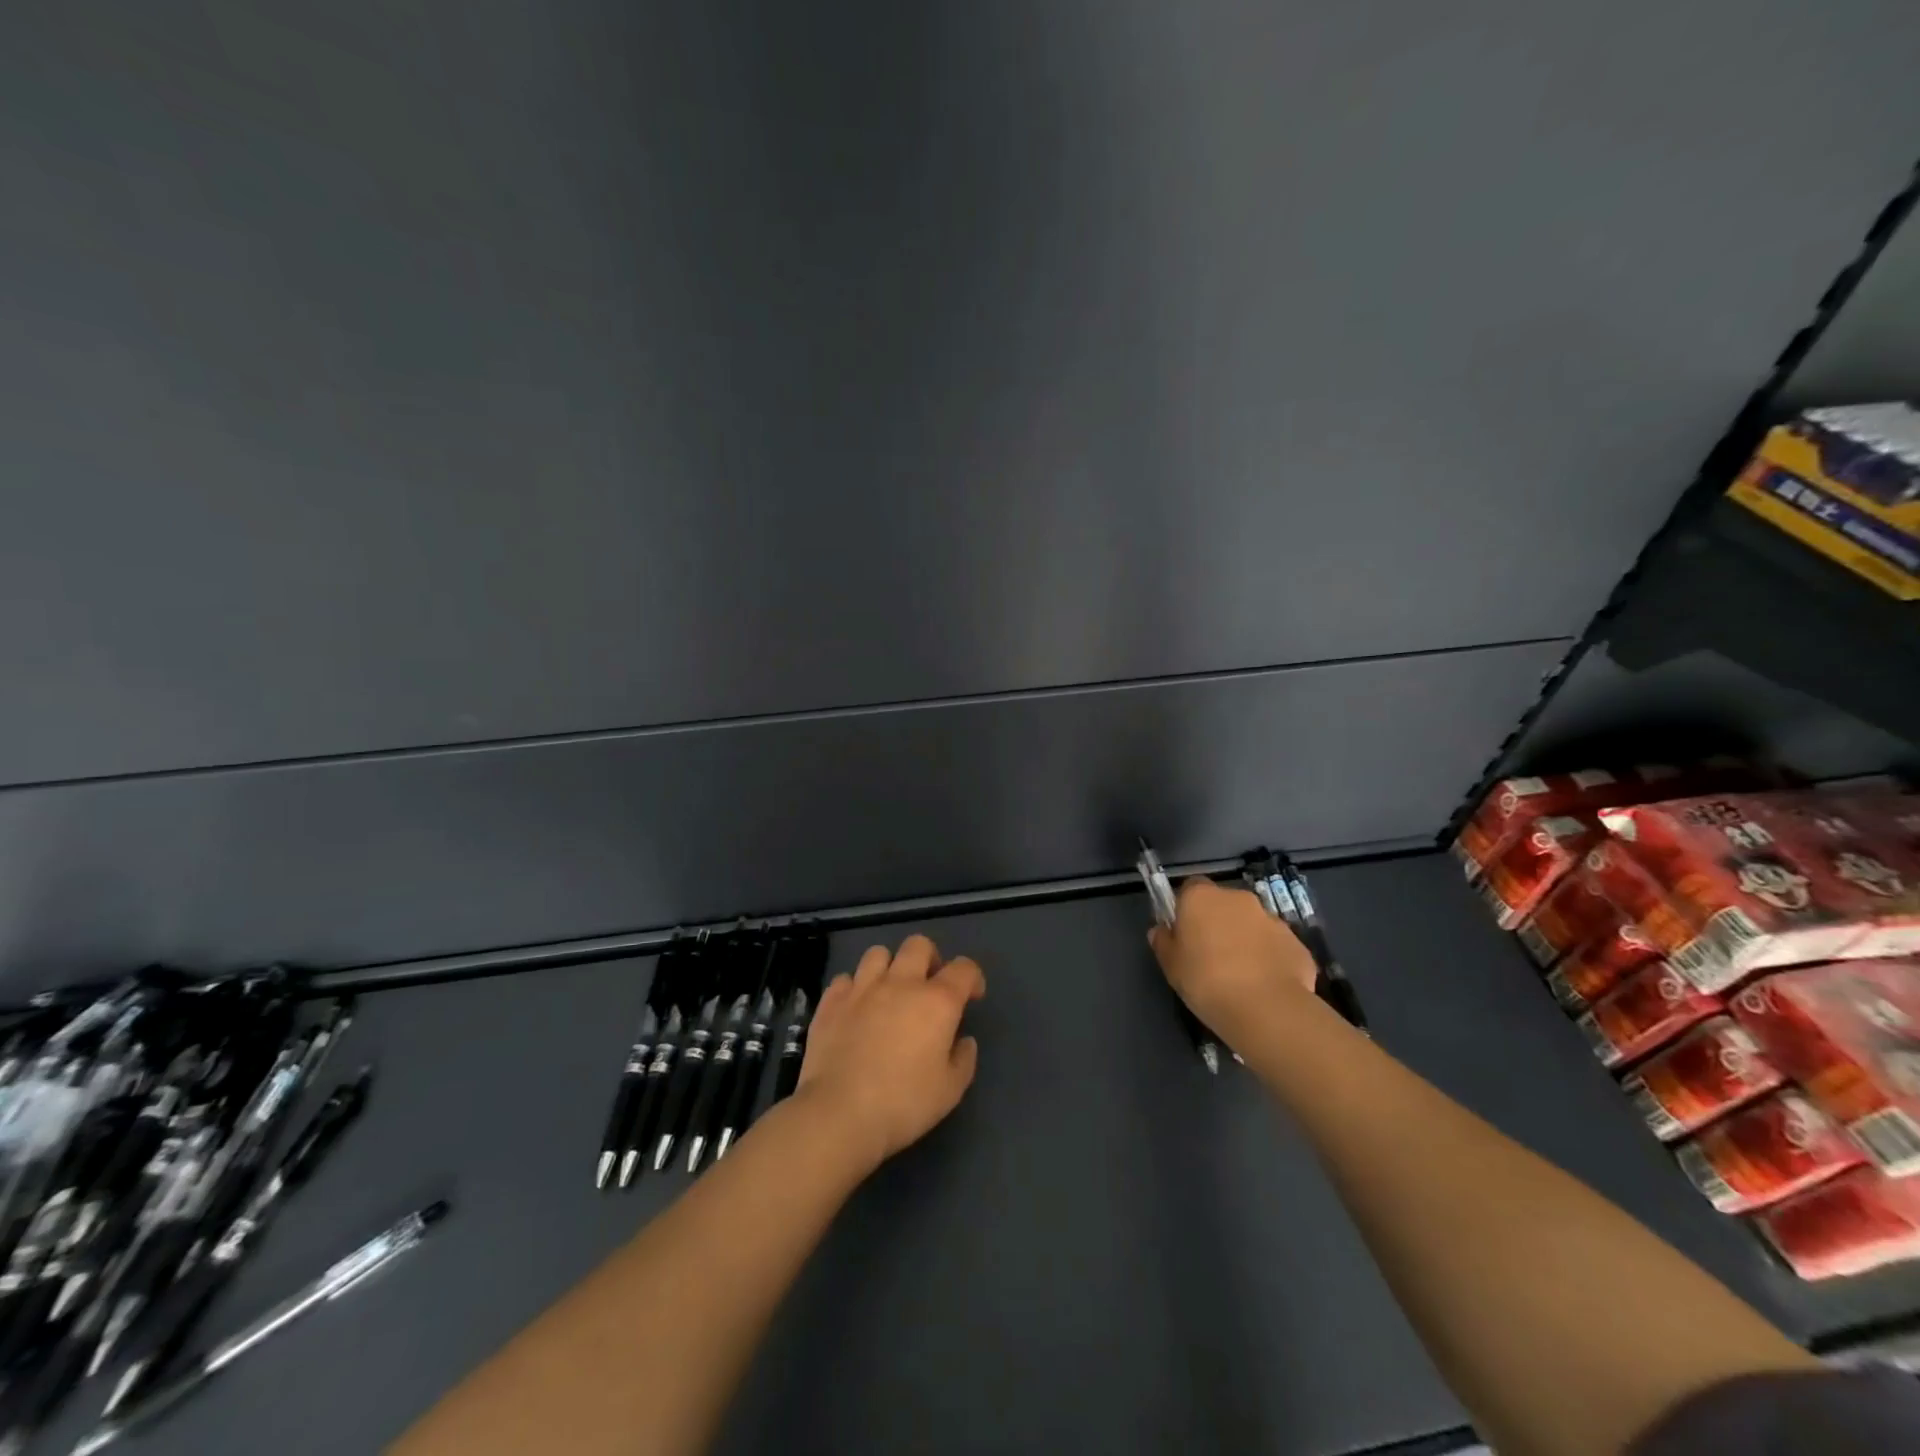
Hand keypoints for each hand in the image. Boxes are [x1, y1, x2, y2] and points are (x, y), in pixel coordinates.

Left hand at [796, 934, 984, 1170]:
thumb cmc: (903, 1103)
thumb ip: (963, 1059)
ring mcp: (862, 988)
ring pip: (878, 953)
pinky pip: (845, 978)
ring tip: (888, 992)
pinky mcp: (831, 1001)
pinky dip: (854, 988)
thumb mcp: (950, 1091)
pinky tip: (855, 1009)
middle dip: (929, 959)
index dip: (972, 977)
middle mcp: (901, 983)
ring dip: (889, 967)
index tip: (972, 997)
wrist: (839, 1113)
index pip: (964, 968)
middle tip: (928, 986)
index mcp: (937, 1001)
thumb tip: (963, 1040)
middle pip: (918, 945)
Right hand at [1148, 878, 1317, 1042]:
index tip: (1184, 932)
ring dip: (1245, 940)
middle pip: (1223, 904)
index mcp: (1202, 897)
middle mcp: (1238, 898)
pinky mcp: (1296, 943)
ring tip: (1240, 976)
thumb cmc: (1206, 981)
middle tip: (1210, 956)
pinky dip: (1269, 959)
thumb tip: (1162, 931)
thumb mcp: (1170, 966)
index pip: (1190, 887)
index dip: (1186, 908)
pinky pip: (1275, 946)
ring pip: (1252, 924)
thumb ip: (1164, 942)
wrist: (1267, 1009)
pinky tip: (1264, 986)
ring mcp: (1272, 919)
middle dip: (1218, 923)